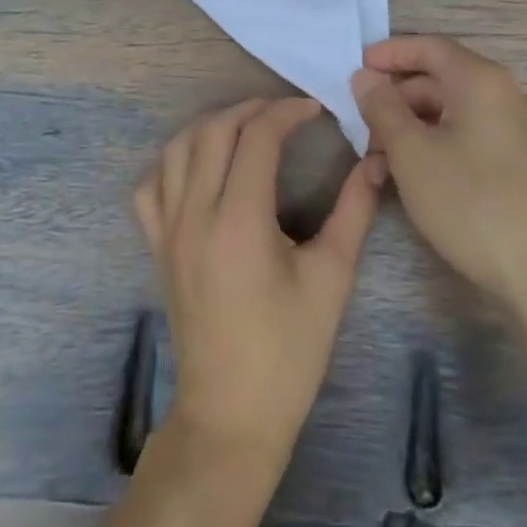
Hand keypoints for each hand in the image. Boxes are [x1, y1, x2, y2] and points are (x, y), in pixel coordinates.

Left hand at [134, 97, 384, 467]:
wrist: (230, 417)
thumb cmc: (288, 352)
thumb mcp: (331, 279)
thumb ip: (354, 212)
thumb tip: (376, 162)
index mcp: (240, 220)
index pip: (257, 136)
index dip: (286, 112)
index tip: (314, 110)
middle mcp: (196, 213)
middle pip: (213, 130)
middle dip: (250, 109)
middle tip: (284, 112)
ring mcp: (168, 229)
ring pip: (177, 148)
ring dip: (211, 125)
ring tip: (245, 127)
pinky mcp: (157, 246)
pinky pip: (151, 185)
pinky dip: (172, 160)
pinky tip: (198, 164)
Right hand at [352, 36, 526, 316]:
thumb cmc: (469, 201)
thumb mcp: (411, 152)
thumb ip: (382, 107)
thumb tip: (364, 77)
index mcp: (481, 80)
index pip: (429, 47)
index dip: (389, 53)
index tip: (356, 68)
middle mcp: (504, 93)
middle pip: (438, 80)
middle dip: (395, 100)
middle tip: (361, 126)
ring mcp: (516, 128)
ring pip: (450, 112)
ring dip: (411, 128)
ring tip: (378, 163)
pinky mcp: (519, 160)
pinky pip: (468, 135)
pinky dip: (435, 145)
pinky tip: (410, 176)